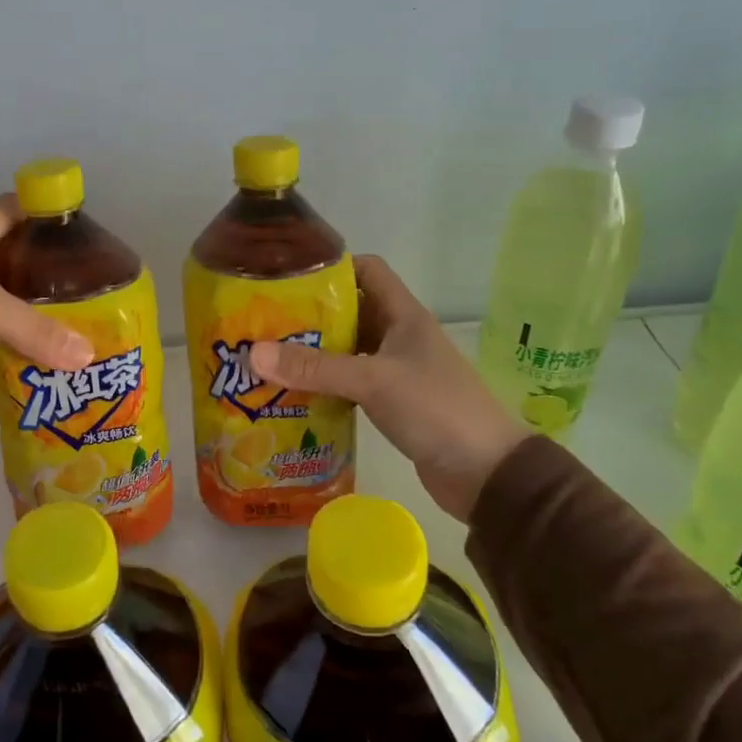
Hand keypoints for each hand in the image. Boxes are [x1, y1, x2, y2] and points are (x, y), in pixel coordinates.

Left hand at [0, 198, 92, 370]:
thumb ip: (33, 330)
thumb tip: (87, 357)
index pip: (35, 210)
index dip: (63, 228)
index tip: (92, 257)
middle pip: (16, 249)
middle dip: (45, 276)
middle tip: (80, 305)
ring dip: (14, 303)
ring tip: (52, 329)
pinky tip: (4, 347)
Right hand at [250, 256, 527, 522]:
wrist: (487, 474)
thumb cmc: (437, 410)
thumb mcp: (373, 382)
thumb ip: (315, 368)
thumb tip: (253, 354)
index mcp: (404, 315)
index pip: (367, 270)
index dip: (332, 267)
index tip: (288, 277)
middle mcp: (398, 336)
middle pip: (349, 311)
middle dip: (309, 314)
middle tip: (264, 321)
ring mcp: (396, 370)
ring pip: (347, 349)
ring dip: (314, 352)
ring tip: (268, 356)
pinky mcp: (392, 402)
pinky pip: (350, 382)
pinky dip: (325, 384)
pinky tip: (293, 393)